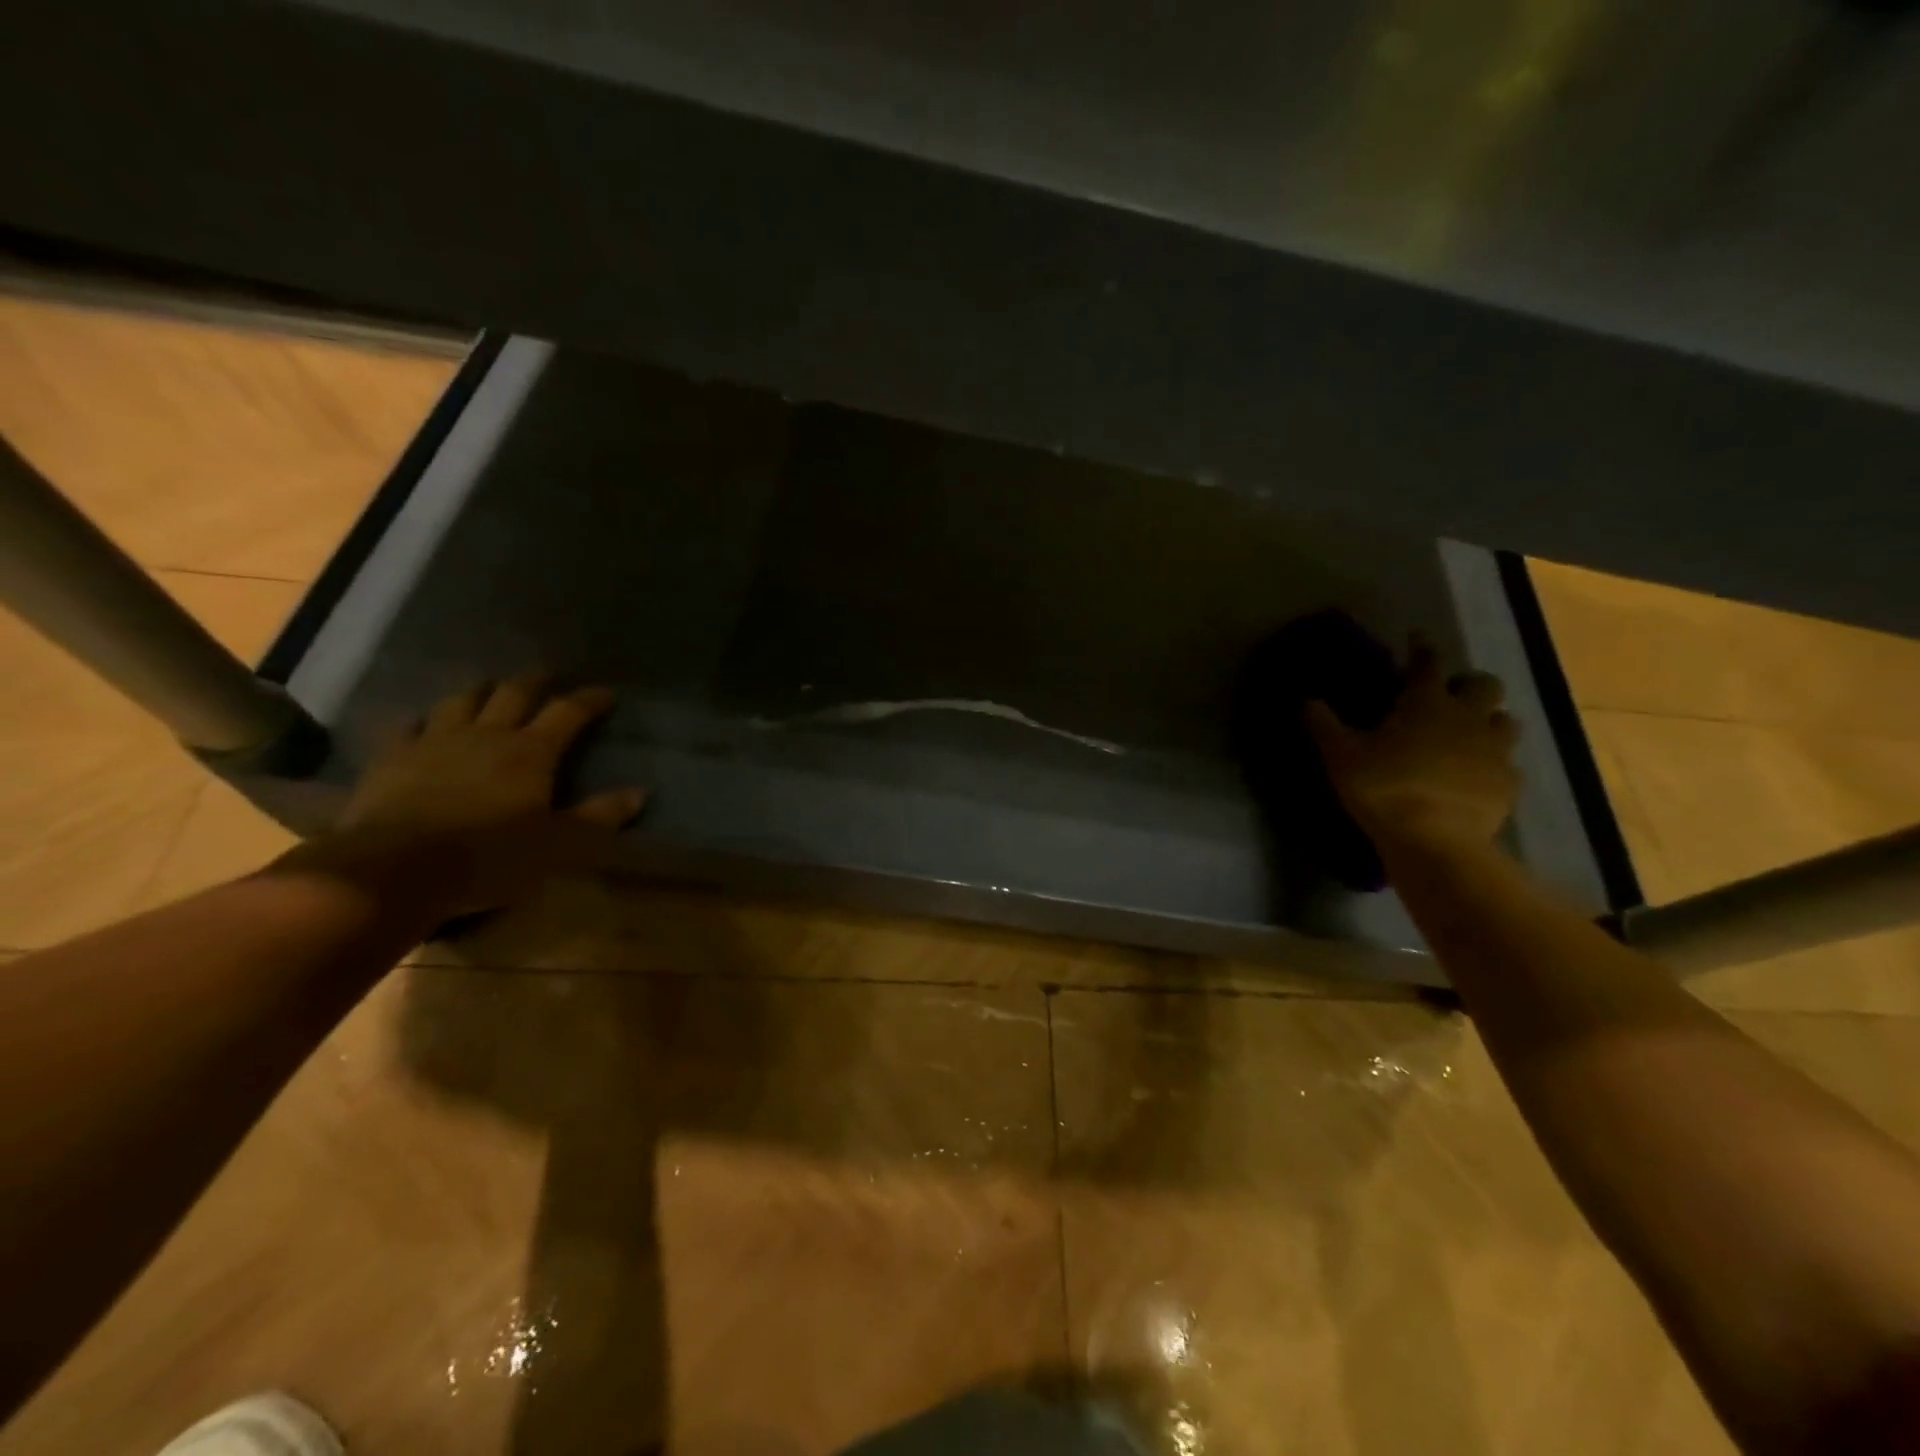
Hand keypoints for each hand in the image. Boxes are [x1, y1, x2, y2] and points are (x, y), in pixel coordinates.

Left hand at [277, 675, 646, 921]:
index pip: (568, 713)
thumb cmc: (489, 857)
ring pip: (462, 701)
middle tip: (549, 675)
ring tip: (490, 688)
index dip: (589, 700)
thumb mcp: (559, 845)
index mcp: (531, 752)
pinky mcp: (391, 758)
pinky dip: (423, 719)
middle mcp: (487, 735)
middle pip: (514, 694)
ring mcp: (434, 741)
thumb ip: (599, 817)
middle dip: (536, 682)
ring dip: (481, 691)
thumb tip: (642, 793)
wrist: (394, 869)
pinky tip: (424, 722)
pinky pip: (408, 726)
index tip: (606, 693)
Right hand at [1305, 639, 1519, 853]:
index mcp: (1426, 703)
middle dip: (1467, 683)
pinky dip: (1493, 763)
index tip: (1415, 639)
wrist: (1436, 841)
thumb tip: (1306, 700)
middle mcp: (1468, 717)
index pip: (1427, 662)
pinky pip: (1508, 764)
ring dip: (1488, 720)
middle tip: (1448, 694)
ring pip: (1505, 721)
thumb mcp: (1340, 755)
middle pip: (1484, 685)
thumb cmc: (1384, 788)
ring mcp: (1495, 751)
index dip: (1421, 648)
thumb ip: (1323, 724)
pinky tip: (1477, 775)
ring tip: (1468, 733)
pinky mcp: (1508, 784)